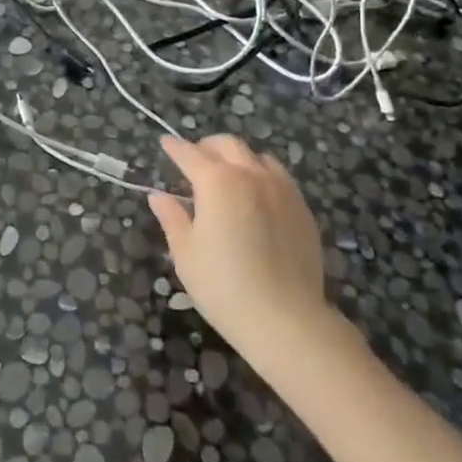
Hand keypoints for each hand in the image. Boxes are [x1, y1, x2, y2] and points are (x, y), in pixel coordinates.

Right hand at [150, 135, 334, 368]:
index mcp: (217, 181)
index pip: (189, 154)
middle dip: (207, 147)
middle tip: (194, 160)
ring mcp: (282, 190)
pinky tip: (257, 197)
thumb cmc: (223, 286)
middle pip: (227, 145)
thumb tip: (159, 196)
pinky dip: (262, 175)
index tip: (165, 142)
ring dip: (238, 158)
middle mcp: (250, 175)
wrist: (286, 319)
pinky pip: (280, 177)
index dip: (174, 148)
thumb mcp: (185, 253)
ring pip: (257, 157)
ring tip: (228, 176)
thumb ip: (172, 218)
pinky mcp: (302, 209)